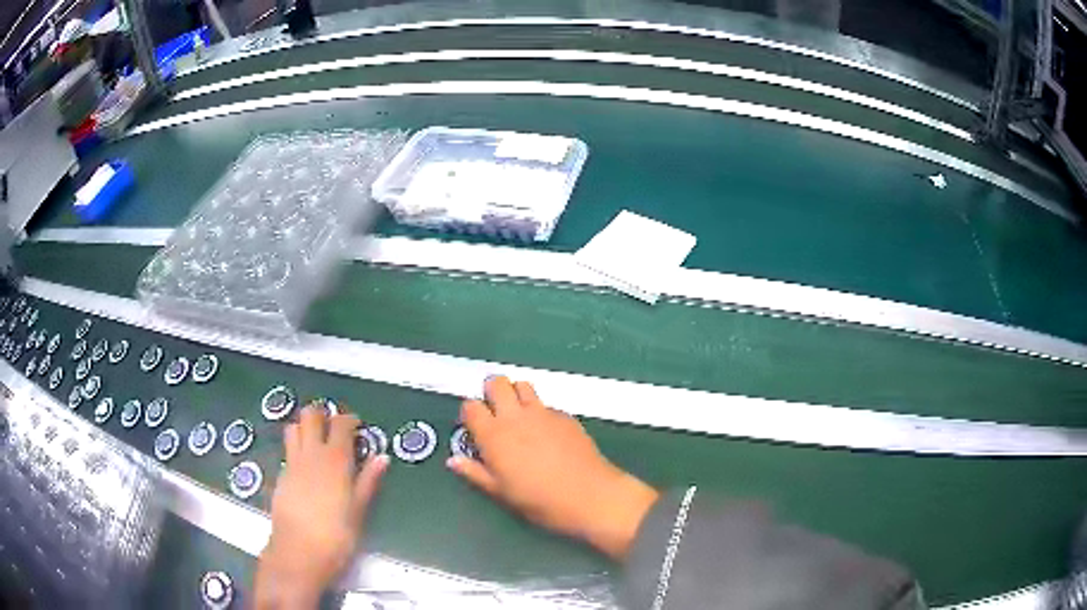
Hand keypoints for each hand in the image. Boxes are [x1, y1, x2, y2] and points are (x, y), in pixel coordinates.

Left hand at [255, 404, 388, 608]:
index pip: (341, 424)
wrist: (299, 553)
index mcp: (335, 460)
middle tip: (335, 429)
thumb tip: (382, 458)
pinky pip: (288, 450)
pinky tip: (306, 468)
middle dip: (323, 415)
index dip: (350, 420)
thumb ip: (368, 481)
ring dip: (305, 427)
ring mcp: (292, 463)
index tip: (358, 426)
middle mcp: (311, 454)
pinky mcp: (281, 476)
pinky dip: (297, 448)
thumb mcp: (359, 511)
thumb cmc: (336, 536)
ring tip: (317, 442)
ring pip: (294, 427)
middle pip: (311, 416)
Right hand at [448, 376, 658, 559]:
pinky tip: (546, 432)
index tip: (474, 427)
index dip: (470, 414)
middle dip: (492, 392)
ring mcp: (542, 412)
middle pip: (496, 383)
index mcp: (493, 435)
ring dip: (516, 394)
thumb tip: (453, 461)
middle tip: (495, 412)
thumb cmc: (538, 500)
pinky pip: (545, 403)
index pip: (470, 406)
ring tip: (519, 416)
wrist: (588, 495)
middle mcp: (515, 416)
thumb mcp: (500, 492)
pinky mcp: (564, 415)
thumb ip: (475, 473)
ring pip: (522, 385)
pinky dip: (539, 411)